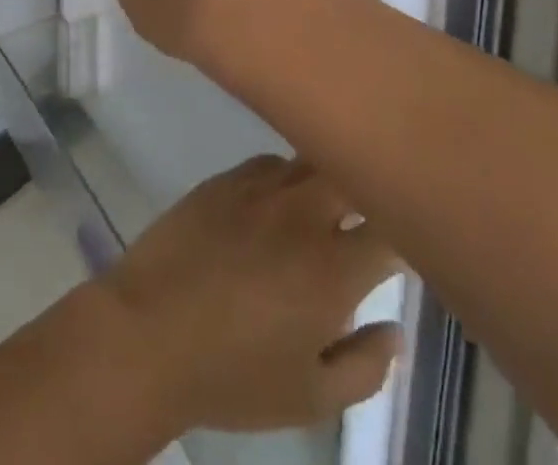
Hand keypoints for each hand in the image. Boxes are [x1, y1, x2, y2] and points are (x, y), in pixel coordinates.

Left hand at [96, 155, 401, 434]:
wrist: (148, 333)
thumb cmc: (233, 375)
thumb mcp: (310, 396)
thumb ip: (364, 364)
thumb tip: (395, 330)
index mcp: (334, 268)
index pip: (391, 228)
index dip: (408, 231)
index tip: (409, 241)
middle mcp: (304, 213)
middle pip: (354, 175)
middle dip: (370, 188)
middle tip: (371, 213)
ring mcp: (261, 187)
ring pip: (312, 162)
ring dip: (329, 179)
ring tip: (327, 204)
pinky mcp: (226, 177)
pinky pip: (272, 163)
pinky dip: (287, 177)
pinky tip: (279, 202)